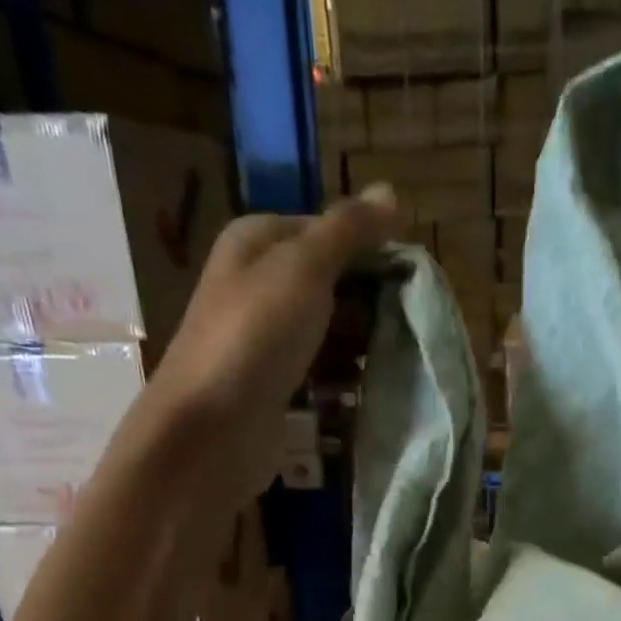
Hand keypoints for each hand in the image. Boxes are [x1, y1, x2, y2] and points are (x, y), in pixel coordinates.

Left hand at [147, 186, 398, 492]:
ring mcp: (264, 336)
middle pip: (331, 280)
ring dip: (359, 342)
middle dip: (368, 301)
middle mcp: (257, 282)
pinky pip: (319, 368)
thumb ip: (348, 230)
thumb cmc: (256, 336)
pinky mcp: (273, 382)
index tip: (409, 279)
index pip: (328, 230)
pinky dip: (341, 375)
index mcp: (257, 241)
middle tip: (403, 323)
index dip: (370, 251)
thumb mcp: (305, 268)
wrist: (211, 429)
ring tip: (388, 358)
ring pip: (329, 327)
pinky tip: (360, 387)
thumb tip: (391, 191)